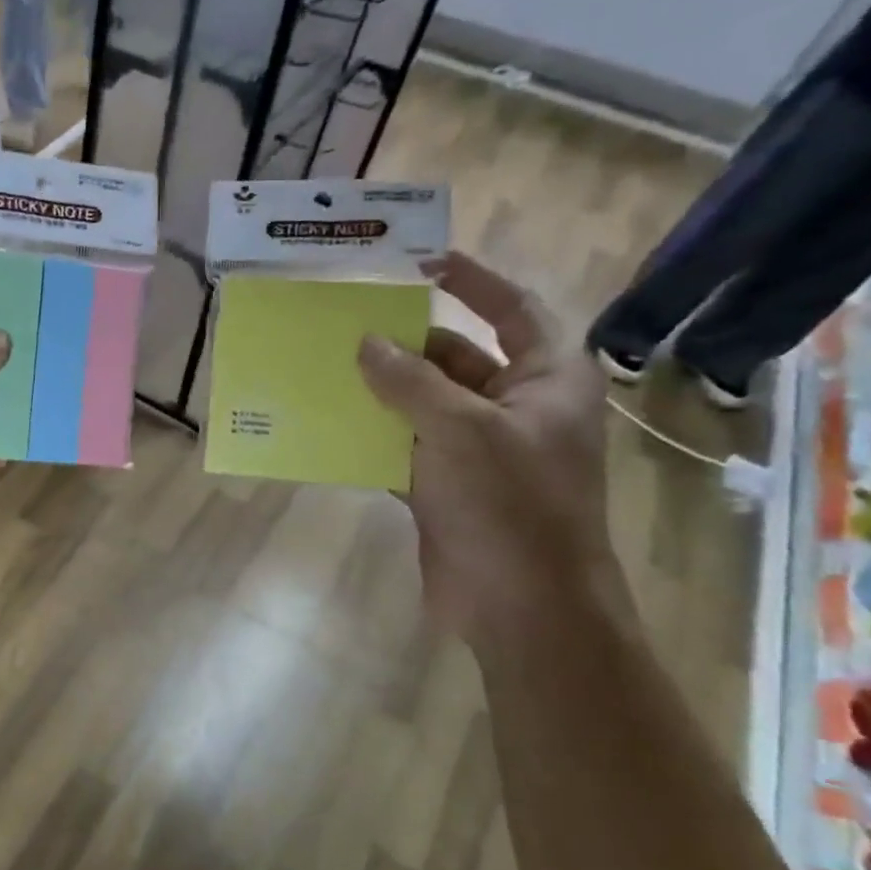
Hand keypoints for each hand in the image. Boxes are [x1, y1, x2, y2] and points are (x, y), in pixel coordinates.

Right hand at [357, 252, 612, 640]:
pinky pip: (402, 448)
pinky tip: (328, 427)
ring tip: (324, 368)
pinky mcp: (445, 487)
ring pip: (421, 405)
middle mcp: (514, 407)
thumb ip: (410, 382)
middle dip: (402, 343)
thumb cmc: (510, 505)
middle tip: (344, 324)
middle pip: (454, 357)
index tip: (418, 263)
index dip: (470, 281)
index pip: (511, 308)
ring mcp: (477, 450)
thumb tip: (365, 344)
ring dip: (379, 392)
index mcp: (545, 378)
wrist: (523, 606)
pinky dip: (371, 438)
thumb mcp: (460, 430)